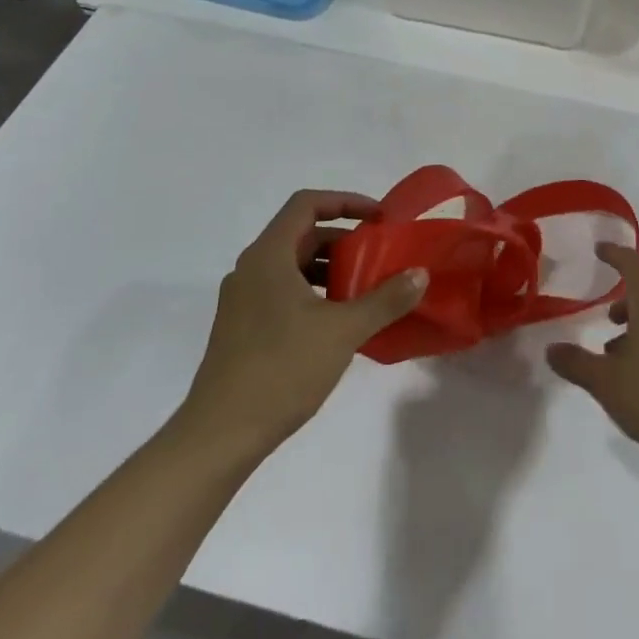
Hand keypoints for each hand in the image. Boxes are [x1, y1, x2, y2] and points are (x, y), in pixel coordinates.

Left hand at [182, 191, 426, 461]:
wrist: (219, 436)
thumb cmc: (281, 370)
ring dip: (329, 269)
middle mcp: (251, 269)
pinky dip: (313, 293)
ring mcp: (242, 300)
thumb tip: (420, 274)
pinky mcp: (241, 328)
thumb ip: (385, 299)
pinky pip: (282, 292)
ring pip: (292, 266)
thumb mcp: (343, 331)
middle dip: (343, 240)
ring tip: (364, 290)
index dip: (345, 202)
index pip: (306, 204)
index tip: (378, 218)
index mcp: (268, 256)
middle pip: (301, 235)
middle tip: (379, 256)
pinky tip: (337, 323)